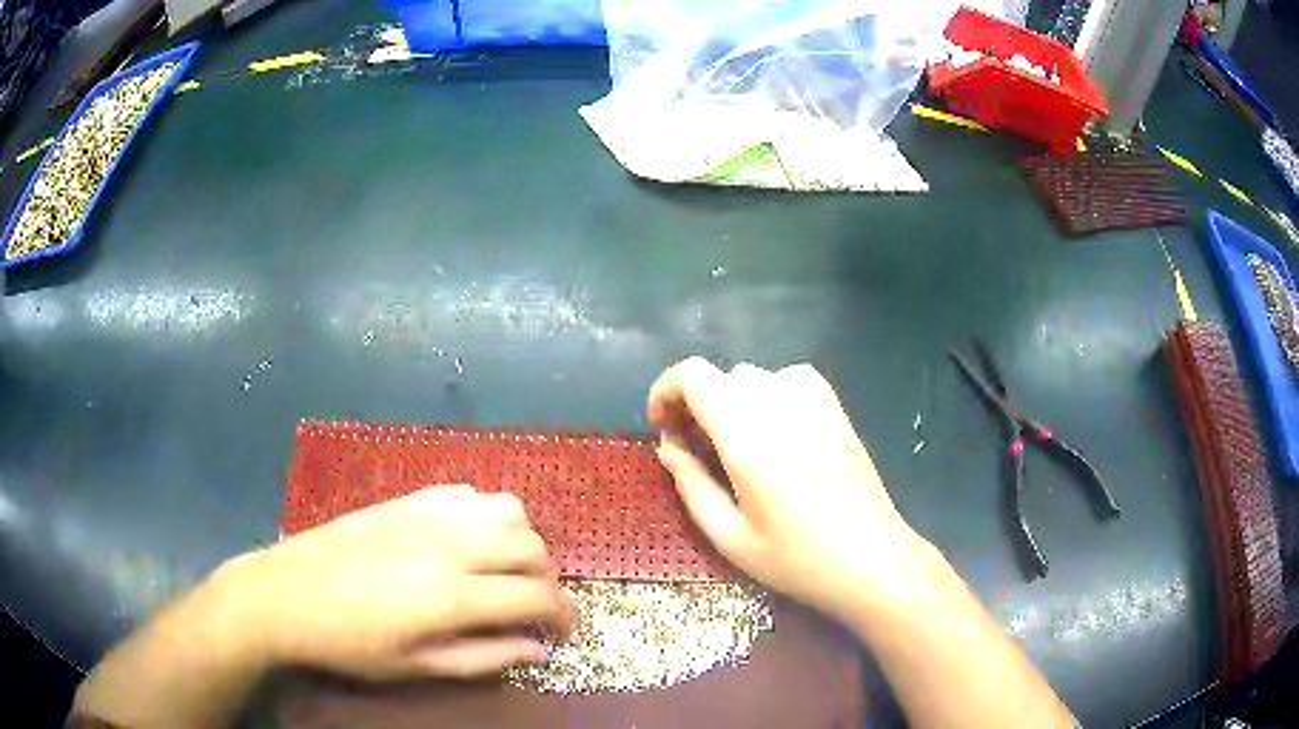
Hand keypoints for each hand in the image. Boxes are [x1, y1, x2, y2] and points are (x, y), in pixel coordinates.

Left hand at [220, 486, 569, 680]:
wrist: (287, 594)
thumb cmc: (350, 643)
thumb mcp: (416, 666)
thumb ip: (483, 658)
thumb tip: (537, 650)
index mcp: (452, 594)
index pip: (537, 596)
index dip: (565, 615)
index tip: (564, 632)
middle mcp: (450, 544)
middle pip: (532, 547)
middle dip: (549, 579)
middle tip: (535, 605)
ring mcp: (428, 514)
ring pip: (509, 509)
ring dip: (522, 541)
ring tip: (506, 569)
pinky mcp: (407, 499)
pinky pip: (469, 493)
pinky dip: (486, 516)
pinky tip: (468, 540)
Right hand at [647, 358, 930, 621]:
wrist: (872, 559)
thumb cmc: (796, 559)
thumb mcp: (729, 536)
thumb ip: (691, 485)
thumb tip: (668, 447)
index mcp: (747, 435)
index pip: (694, 375)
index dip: (666, 391)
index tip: (662, 428)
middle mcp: (779, 405)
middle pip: (721, 376)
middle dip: (695, 405)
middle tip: (694, 449)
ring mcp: (814, 403)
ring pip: (755, 376)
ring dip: (731, 401)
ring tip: (735, 443)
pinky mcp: (837, 410)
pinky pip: (792, 379)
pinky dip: (770, 393)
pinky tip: (776, 429)